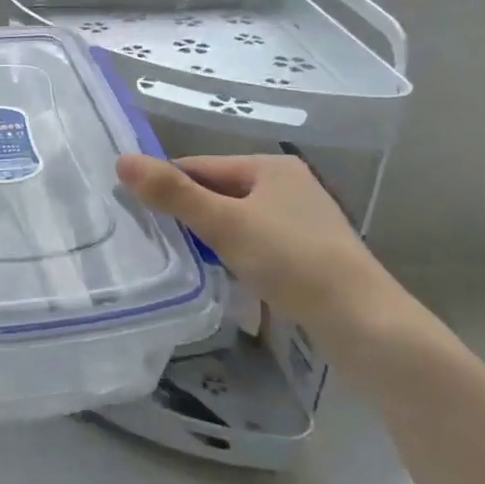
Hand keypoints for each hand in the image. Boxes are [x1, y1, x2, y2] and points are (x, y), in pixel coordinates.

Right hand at [117, 153, 405, 338]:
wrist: (363, 323)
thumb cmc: (291, 261)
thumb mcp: (224, 224)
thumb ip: (173, 193)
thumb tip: (121, 160)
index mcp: (270, 167)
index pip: (200, 167)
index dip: (166, 187)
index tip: (133, 212)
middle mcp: (288, 186)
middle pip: (218, 193)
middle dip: (187, 215)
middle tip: (152, 241)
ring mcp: (301, 222)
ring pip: (235, 222)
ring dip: (209, 239)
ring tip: (181, 261)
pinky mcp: (307, 255)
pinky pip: (254, 245)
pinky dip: (233, 256)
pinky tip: (221, 277)